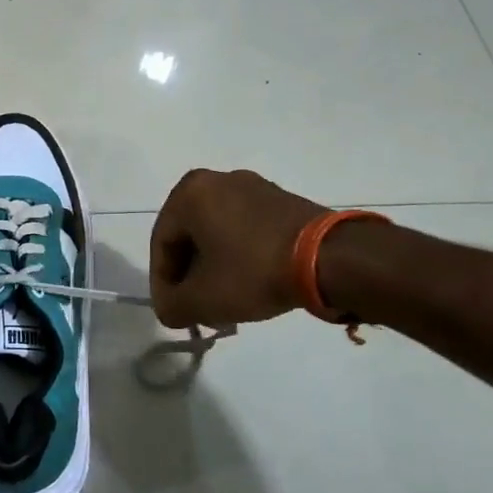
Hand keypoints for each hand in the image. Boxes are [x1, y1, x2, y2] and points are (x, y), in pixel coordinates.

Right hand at [149, 169, 326, 328]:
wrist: (331, 258)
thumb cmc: (253, 271)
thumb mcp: (202, 300)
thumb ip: (171, 306)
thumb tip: (170, 308)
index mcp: (188, 193)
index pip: (161, 245)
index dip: (163, 284)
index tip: (175, 312)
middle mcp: (216, 180)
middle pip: (189, 236)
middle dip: (190, 274)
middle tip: (198, 306)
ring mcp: (252, 186)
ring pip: (218, 233)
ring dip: (215, 266)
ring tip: (226, 299)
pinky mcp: (281, 199)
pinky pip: (246, 228)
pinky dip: (241, 255)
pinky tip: (252, 282)